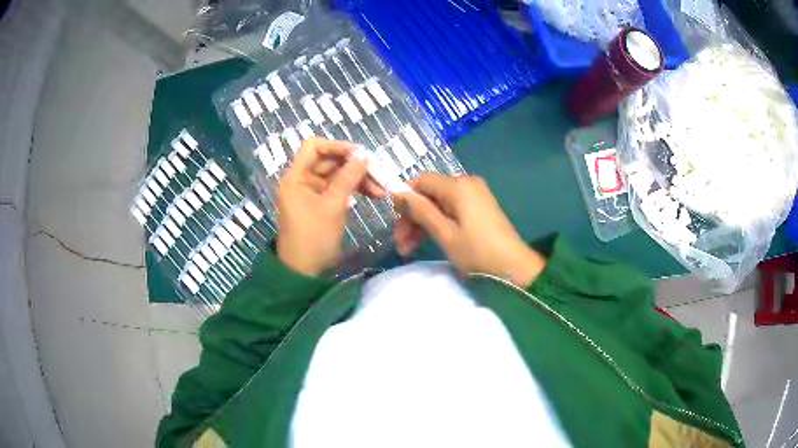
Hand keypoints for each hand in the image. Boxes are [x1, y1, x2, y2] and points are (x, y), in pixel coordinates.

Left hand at [277, 138, 384, 275]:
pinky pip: (337, 189)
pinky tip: (370, 197)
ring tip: (381, 191)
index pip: (314, 147)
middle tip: (379, 176)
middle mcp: (301, 180)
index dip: (337, 146)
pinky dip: (352, 191)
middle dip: (354, 166)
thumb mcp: (333, 206)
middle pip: (329, 161)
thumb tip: (364, 155)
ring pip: (336, 176)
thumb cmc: (314, 237)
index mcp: (296, 177)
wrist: (304, 271)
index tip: (361, 154)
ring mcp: (311, 192)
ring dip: (358, 179)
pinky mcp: (319, 203)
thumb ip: (348, 177)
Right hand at [394, 174, 545, 287]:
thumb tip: (398, 193)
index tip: (394, 221)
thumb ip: (421, 211)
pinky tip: (427, 241)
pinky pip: (451, 210)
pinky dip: (438, 224)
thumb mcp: (445, 233)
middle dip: (412, 216)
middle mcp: (466, 183)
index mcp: (458, 186)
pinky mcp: (479, 207)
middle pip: (429, 193)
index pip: (421, 180)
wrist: (514, 268)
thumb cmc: (477, 253)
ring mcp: (475, 195)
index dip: (405, 198)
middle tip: (400, 243)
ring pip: (438, 204)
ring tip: (408, 249)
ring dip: (422, 224)